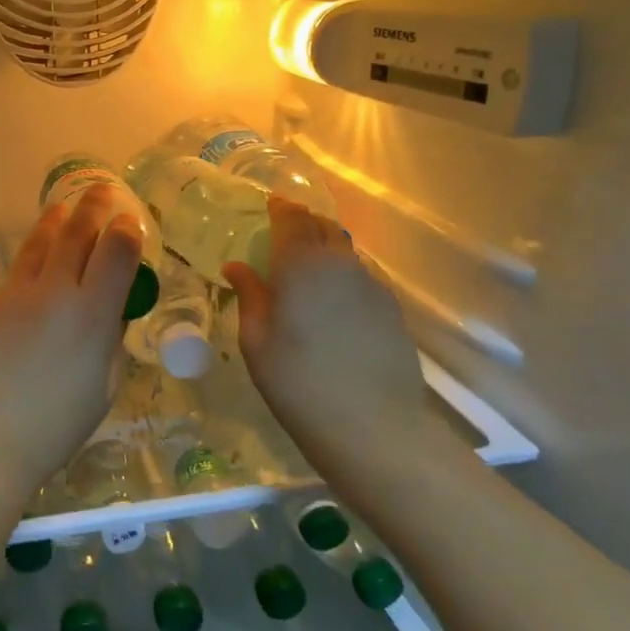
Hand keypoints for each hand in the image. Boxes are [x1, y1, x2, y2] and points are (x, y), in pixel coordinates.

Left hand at [0, 186, 143, 501]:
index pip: (117, 253)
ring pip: (39, 245)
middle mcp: (54, 293)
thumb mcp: (101, 390)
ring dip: (55, 220)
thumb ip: (108, 344)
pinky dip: (30, 263)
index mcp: (92, 315)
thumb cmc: (52, 429)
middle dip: (92, 207)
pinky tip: (32, 266)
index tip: (129, 220)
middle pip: (76, 235)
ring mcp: (14, 295)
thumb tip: (108, 317)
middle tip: (100, 189)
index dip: (127, 231)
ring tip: (62, 204)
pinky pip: (14, 277)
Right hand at [224, 198, 428, 469]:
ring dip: (326, 245)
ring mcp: (371, 284)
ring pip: (346, 250)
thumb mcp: (257, 342)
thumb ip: (250, 296)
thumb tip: (237, 266)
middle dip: (304, 221)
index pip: (291, 220)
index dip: (280, 209)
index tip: (271, 205)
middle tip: (287, 229)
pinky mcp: (391, 307)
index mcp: (300, 265)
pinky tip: (334, 298)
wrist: (372, 425)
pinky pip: (362, 275)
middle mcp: (339, 263)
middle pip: (323, 226)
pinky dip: (344, 273)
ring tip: (309, 263)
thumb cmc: (297, 382)